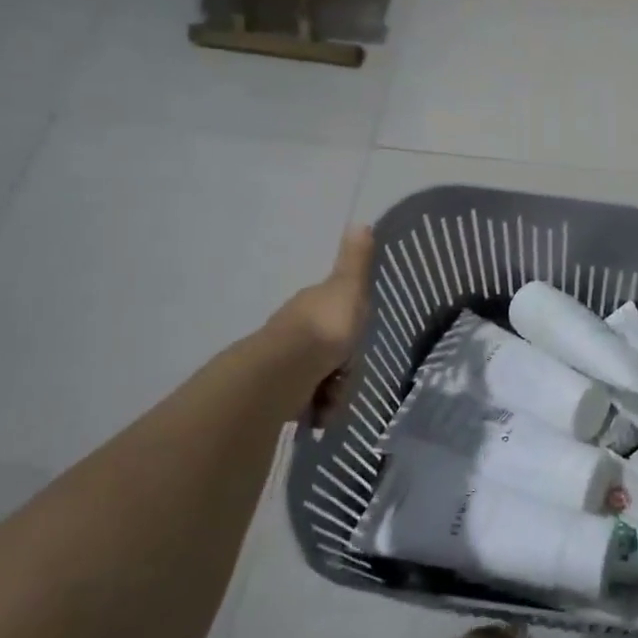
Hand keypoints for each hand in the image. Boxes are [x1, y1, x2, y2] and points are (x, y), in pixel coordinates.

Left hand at [269, 226, 373, 414]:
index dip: (351, 325)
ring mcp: (285, 359)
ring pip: (320, 374)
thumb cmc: (325, 327)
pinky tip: (319, 416)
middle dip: (343, 366)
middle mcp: (296, 327)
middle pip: (330, 347)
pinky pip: (306, 398)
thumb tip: (360, 221)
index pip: (337, 310)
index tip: (357, 341)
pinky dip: (316, 408)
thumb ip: (356, 262)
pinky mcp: (277, 388)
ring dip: (331, 391)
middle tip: (347, 378)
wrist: (285, 370)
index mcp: (313, 302)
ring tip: (331, 404)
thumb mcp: (348, 288)